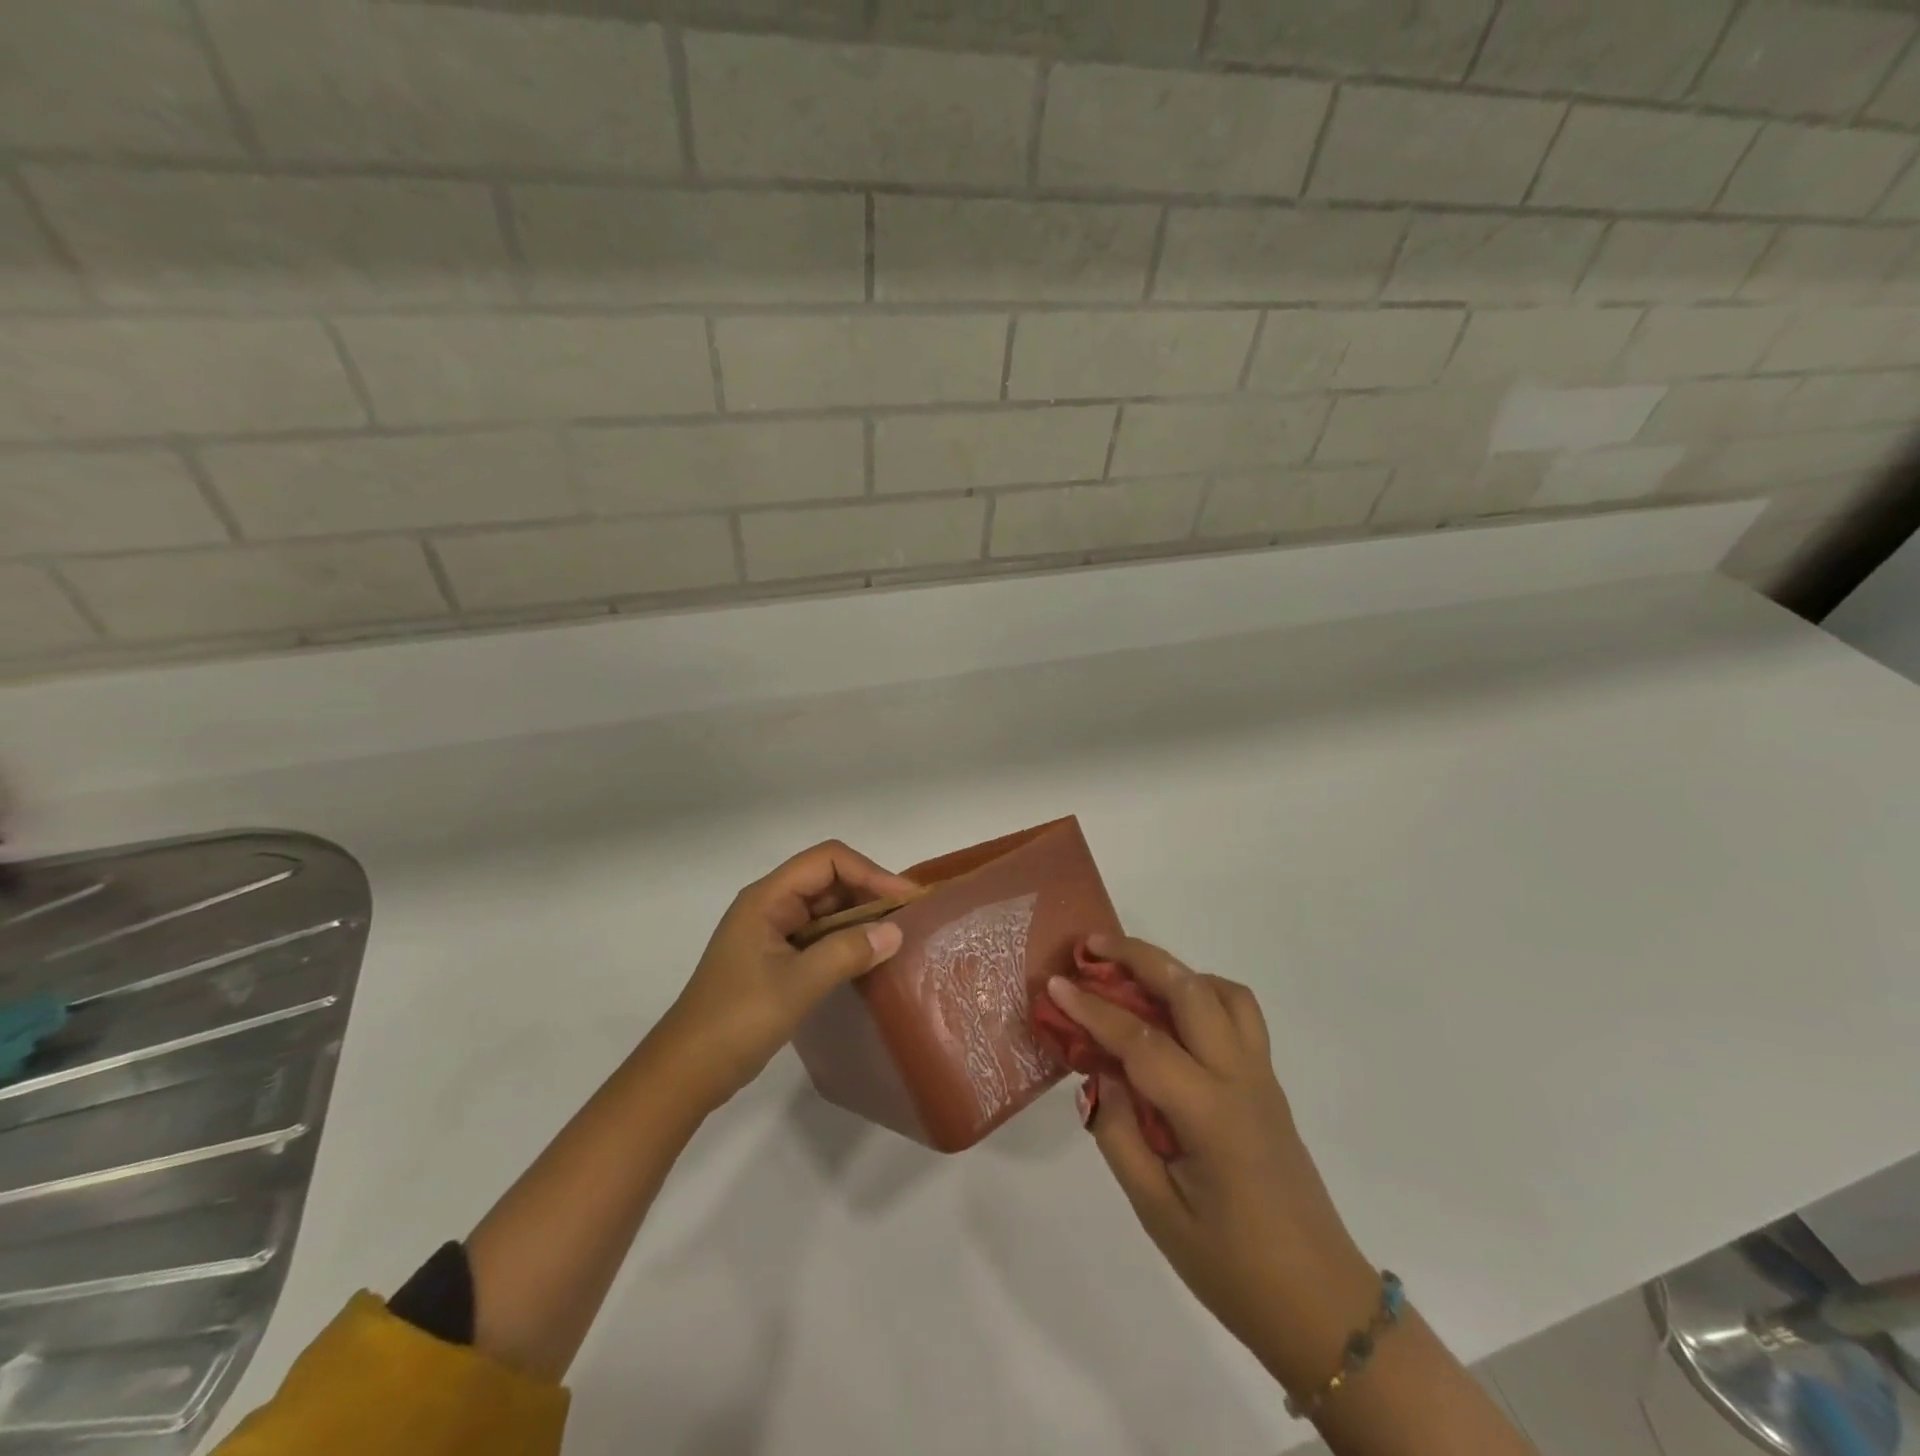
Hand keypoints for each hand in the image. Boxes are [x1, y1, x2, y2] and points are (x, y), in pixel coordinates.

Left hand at [654, 840, 916, 1113]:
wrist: (685, 1073)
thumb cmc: (737, 1020)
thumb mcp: (798, 984)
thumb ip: (847, 952)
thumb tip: (895, 932)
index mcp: (767, 898)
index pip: (827, 860)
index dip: (870, 872)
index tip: (905, 900)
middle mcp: (769, 906)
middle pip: (828, 880)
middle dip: (868, 892)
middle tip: (908, 919)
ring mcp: (771, 934)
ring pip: (825, 909)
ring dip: (859, 918)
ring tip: (896, 938)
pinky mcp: (774, 960)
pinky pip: (818, 936)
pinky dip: (845, 941)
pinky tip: (868, 960)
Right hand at [1046, 937, 1379, 1393]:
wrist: (1321, 1307)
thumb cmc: (1233, 1268)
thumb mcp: (1158, 1213)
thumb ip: (1119, 1136)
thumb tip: (1100, 1078)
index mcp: (1209, 1113)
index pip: (1141, 1040)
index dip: (1093, 1009)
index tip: (1055, 985)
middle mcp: (1240, 1078)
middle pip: (1190, 990)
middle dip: (1139, 957)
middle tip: (1093, 948)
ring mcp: (1261, 1077)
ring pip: (1224, 993)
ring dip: (1177, 971)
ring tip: (1135, 978)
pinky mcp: (1268, 1085)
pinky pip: (1240, 1016)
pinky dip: (1204, 994)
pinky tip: (1174, 1019)